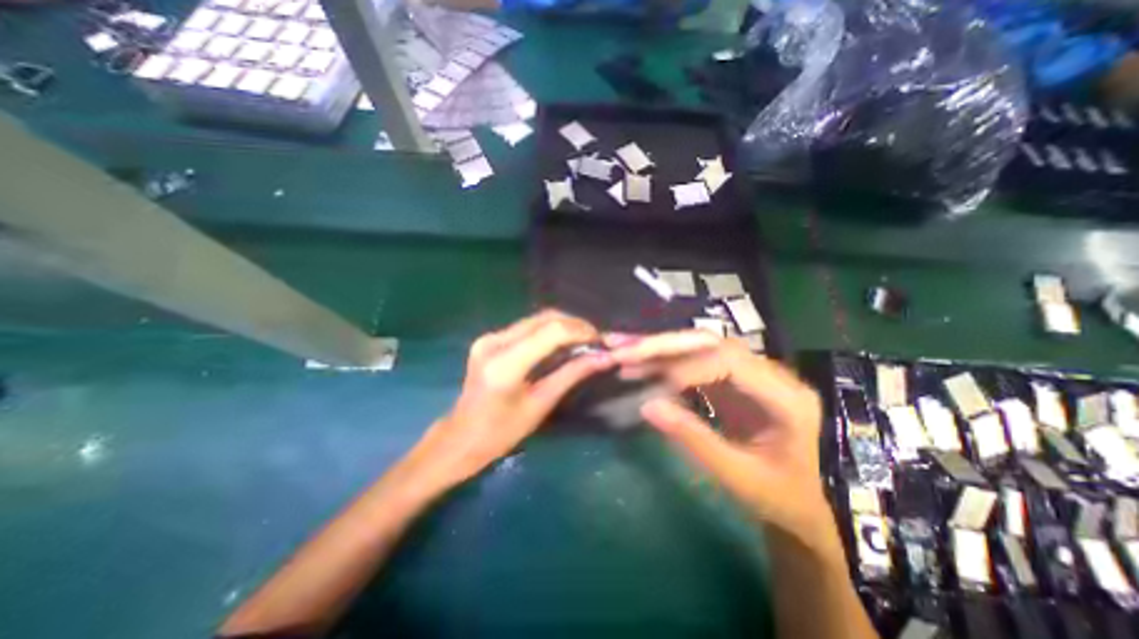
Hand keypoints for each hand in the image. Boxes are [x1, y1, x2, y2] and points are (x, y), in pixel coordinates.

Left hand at [402, 311, 613, 492]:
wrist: (461, 437)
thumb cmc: (502, 432)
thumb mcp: (541, 404)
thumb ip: (572, 374)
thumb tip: (605, 358)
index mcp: (506, 364)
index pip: (551, 332)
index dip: (580, 331)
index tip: (600, 341)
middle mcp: (494, 342)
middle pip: (544, 318)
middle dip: (574, 325)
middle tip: (595, 340)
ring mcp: (489, 337)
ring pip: (536, 319)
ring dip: (563, 326)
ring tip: (582, 341)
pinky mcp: (489, 338)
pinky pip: (526, 326)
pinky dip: (548, 331)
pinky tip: (560, 343)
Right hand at [604, 333, 832, 550]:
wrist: (812, 503)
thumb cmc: (784, 497)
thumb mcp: (740, 477)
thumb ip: (693, 439)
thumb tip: (646, 406)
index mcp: (785, 397)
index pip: (729, 362)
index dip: (685, 368)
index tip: (651, 388)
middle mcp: (770, 373)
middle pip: (710, 343)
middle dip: (664, 346)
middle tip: (623, 351)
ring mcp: (750, 372)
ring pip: (700, 346)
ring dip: (660, 348)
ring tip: (622, 349)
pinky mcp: (734, 379)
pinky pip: (696, 360)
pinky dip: (666, 360)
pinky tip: (641, 362)